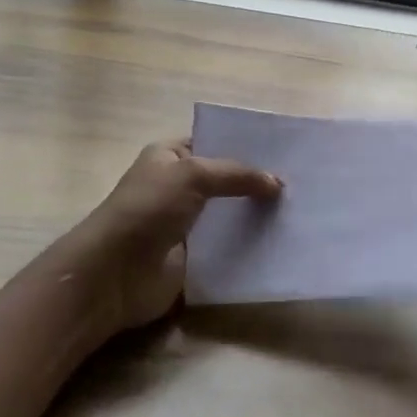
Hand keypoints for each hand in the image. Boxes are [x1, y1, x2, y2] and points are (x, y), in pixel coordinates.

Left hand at [76, 140, 280, 332]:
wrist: (115, 273)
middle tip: (302, 184)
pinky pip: (227, 248)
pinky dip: (249, 247)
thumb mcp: (193, 175)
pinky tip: (281, 243)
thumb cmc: (148, 209)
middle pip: (225, 181)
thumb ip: (237, 175)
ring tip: (299, 212)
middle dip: (257, 183)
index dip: (245, 146)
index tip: (285, 153)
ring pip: (229, 215)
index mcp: (169, 156)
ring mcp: (185, 224)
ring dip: (256, 216)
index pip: (213, 143)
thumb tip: (278, 184)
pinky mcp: (193, 258)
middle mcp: (177, 186)